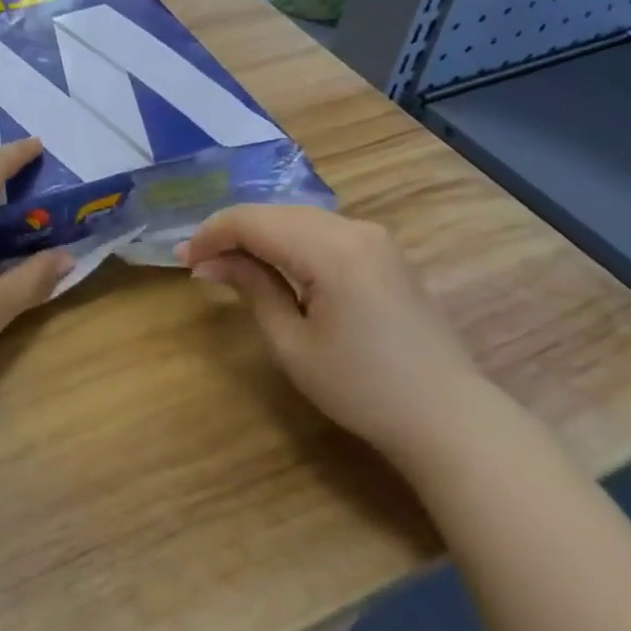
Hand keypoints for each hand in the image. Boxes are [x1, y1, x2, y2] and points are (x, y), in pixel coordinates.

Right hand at [179, 206, 489, 459]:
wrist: (447, 417)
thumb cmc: (362, 388)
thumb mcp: (293, 344)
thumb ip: (252, 289)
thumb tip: (209, 263)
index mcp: (331, 250)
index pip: (254, 221)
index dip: (212, 234)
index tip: (183, 259)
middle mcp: (354, 229)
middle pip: (276, 213)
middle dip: (232, 232)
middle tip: (198, 262)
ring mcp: (375, 238)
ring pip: (299, 218)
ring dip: (259, 234)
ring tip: (227, 263)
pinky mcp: (384, 252)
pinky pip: (323, 231)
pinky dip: (289, 241)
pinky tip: (272, 264)